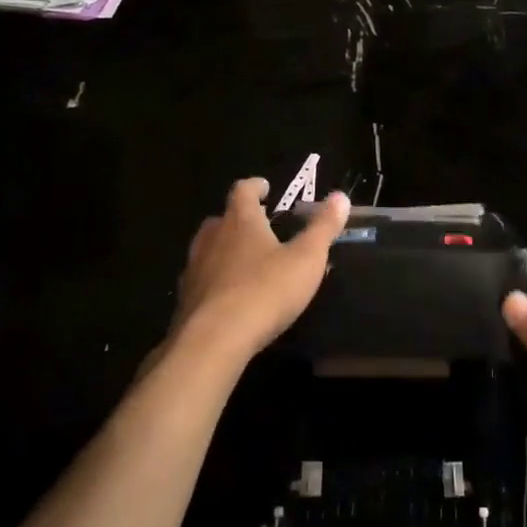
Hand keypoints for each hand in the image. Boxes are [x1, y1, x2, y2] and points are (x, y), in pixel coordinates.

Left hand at [173, 179, 349, 363]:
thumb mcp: (307, 258)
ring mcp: (195, 269)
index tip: (265, 187)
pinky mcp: (186, 300)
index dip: (255, 186)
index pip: (243, 190)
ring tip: (245, 261)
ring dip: (224, 249)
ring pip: (207, 249)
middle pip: (221, 219)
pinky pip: (202, 280)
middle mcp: (212, 238)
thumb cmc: (266, 290)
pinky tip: (230, 296)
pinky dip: (215, 280)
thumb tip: (340, 196)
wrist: (214, 340)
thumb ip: (323, 227)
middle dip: (238, 219)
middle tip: (259, 226)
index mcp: (240, 221)